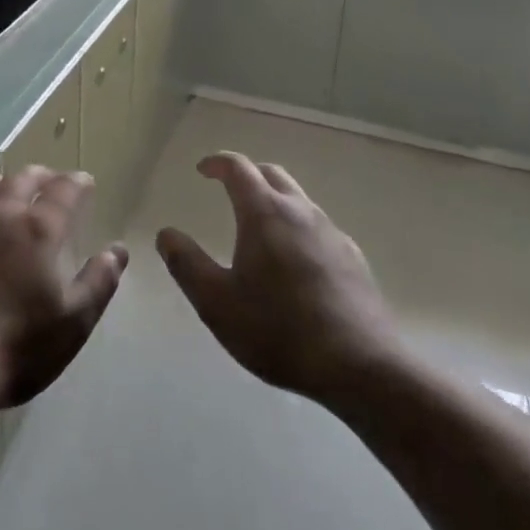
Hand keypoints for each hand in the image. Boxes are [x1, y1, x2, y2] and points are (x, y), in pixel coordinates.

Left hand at [0, 166, 127, 408]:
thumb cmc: (16, 346)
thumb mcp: (73, 323)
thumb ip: (98, 282)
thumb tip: (117, 251)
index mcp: (38, 229)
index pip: (64, 191)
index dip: (77, 183)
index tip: (84, 181)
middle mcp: (0, 214)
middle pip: (22, 179)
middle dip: (40, 176)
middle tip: (49, 181)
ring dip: (1, 184)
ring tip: (6, 191)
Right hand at [157, 152, 397, 406]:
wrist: (362, 366)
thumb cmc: (279, 331)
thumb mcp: (217, 303)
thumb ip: (187, 264)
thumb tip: (167, 234)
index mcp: (264, 213)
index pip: (238, 167)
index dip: (217, 162)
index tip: (202, 170)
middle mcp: (300, 211)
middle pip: (272, 174)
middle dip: (247, 175)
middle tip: (229, 190)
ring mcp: (332, 233)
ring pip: (299, 199)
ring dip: (275, 201)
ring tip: (259, 229)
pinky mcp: (353, 258)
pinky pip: (319, 228)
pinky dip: (298, 228)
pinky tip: (296, 264)